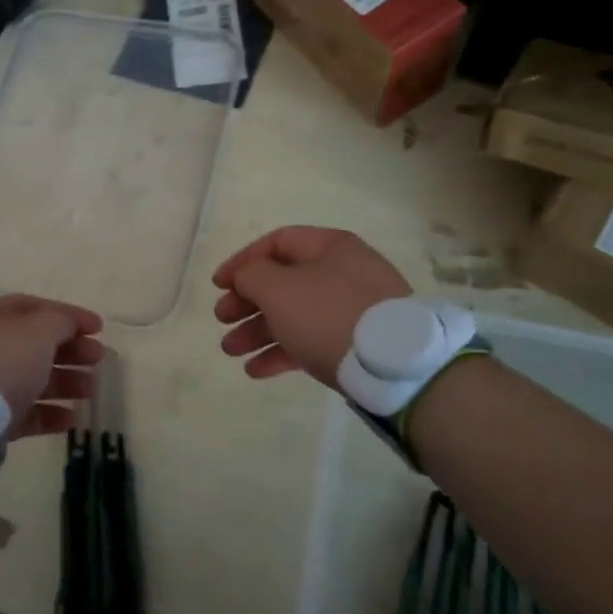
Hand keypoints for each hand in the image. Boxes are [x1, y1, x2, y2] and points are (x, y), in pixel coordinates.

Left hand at [0, 295, 104, 439]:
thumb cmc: (3, 360)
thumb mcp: (39, 330)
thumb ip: (61, 321)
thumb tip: (70, 324)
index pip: (35, 307)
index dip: (69, 315)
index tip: (99, 328)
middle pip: (35, 344)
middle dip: (70, 350)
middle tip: (98, 358)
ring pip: (32, 378)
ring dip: (65, 382)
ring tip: (91, 390)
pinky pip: (24, 411)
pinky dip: (49, 413)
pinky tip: (72, 419)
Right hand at [213, 226, 410, 387]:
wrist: (393, 366)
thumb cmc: (328, 314)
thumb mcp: (278, 288)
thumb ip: (251, 275)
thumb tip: (246, 277)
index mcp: (330, 247)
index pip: (277, 242)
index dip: (243, 261)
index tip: (218, 285)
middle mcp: (343, 272)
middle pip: (284, 281)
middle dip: (247, 302)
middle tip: (221, 319)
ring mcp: (353, 309)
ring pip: (295, 314)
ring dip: (258, 331)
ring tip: (230, 350)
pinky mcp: (357, 343)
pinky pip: (312, 340)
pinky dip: (283, 352)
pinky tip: (255, 370)